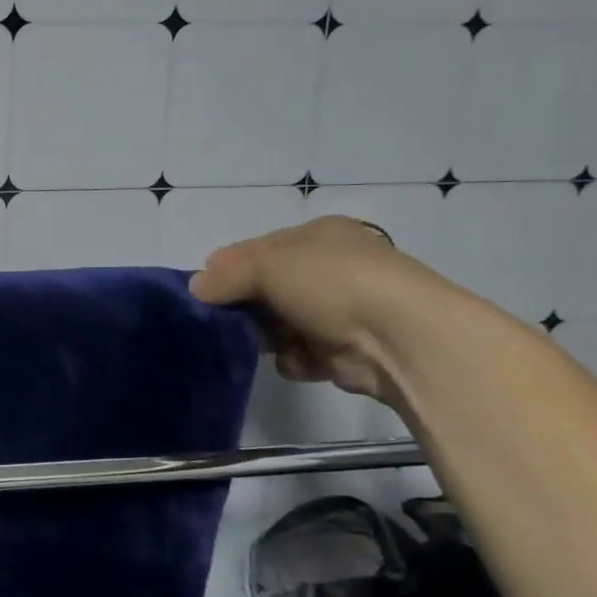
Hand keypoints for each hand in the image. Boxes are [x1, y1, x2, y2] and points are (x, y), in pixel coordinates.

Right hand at [190, 216, 439, 405]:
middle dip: (245, 306)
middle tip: (227, 321)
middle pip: (265, 289)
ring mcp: (340, 311)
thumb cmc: (332, 284)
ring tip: (270, 343)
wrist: (400, 338)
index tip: (207, 292)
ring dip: (268, 336)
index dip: (229, 268)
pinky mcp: (344, 351)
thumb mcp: (266, 265)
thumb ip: (224, 276)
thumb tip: (196, 288)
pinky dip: (295, 360)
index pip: (257, 249)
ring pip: (278, 325)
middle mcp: (331, 269)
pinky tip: (303, 360)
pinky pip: (299, 355)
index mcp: (318, 236)